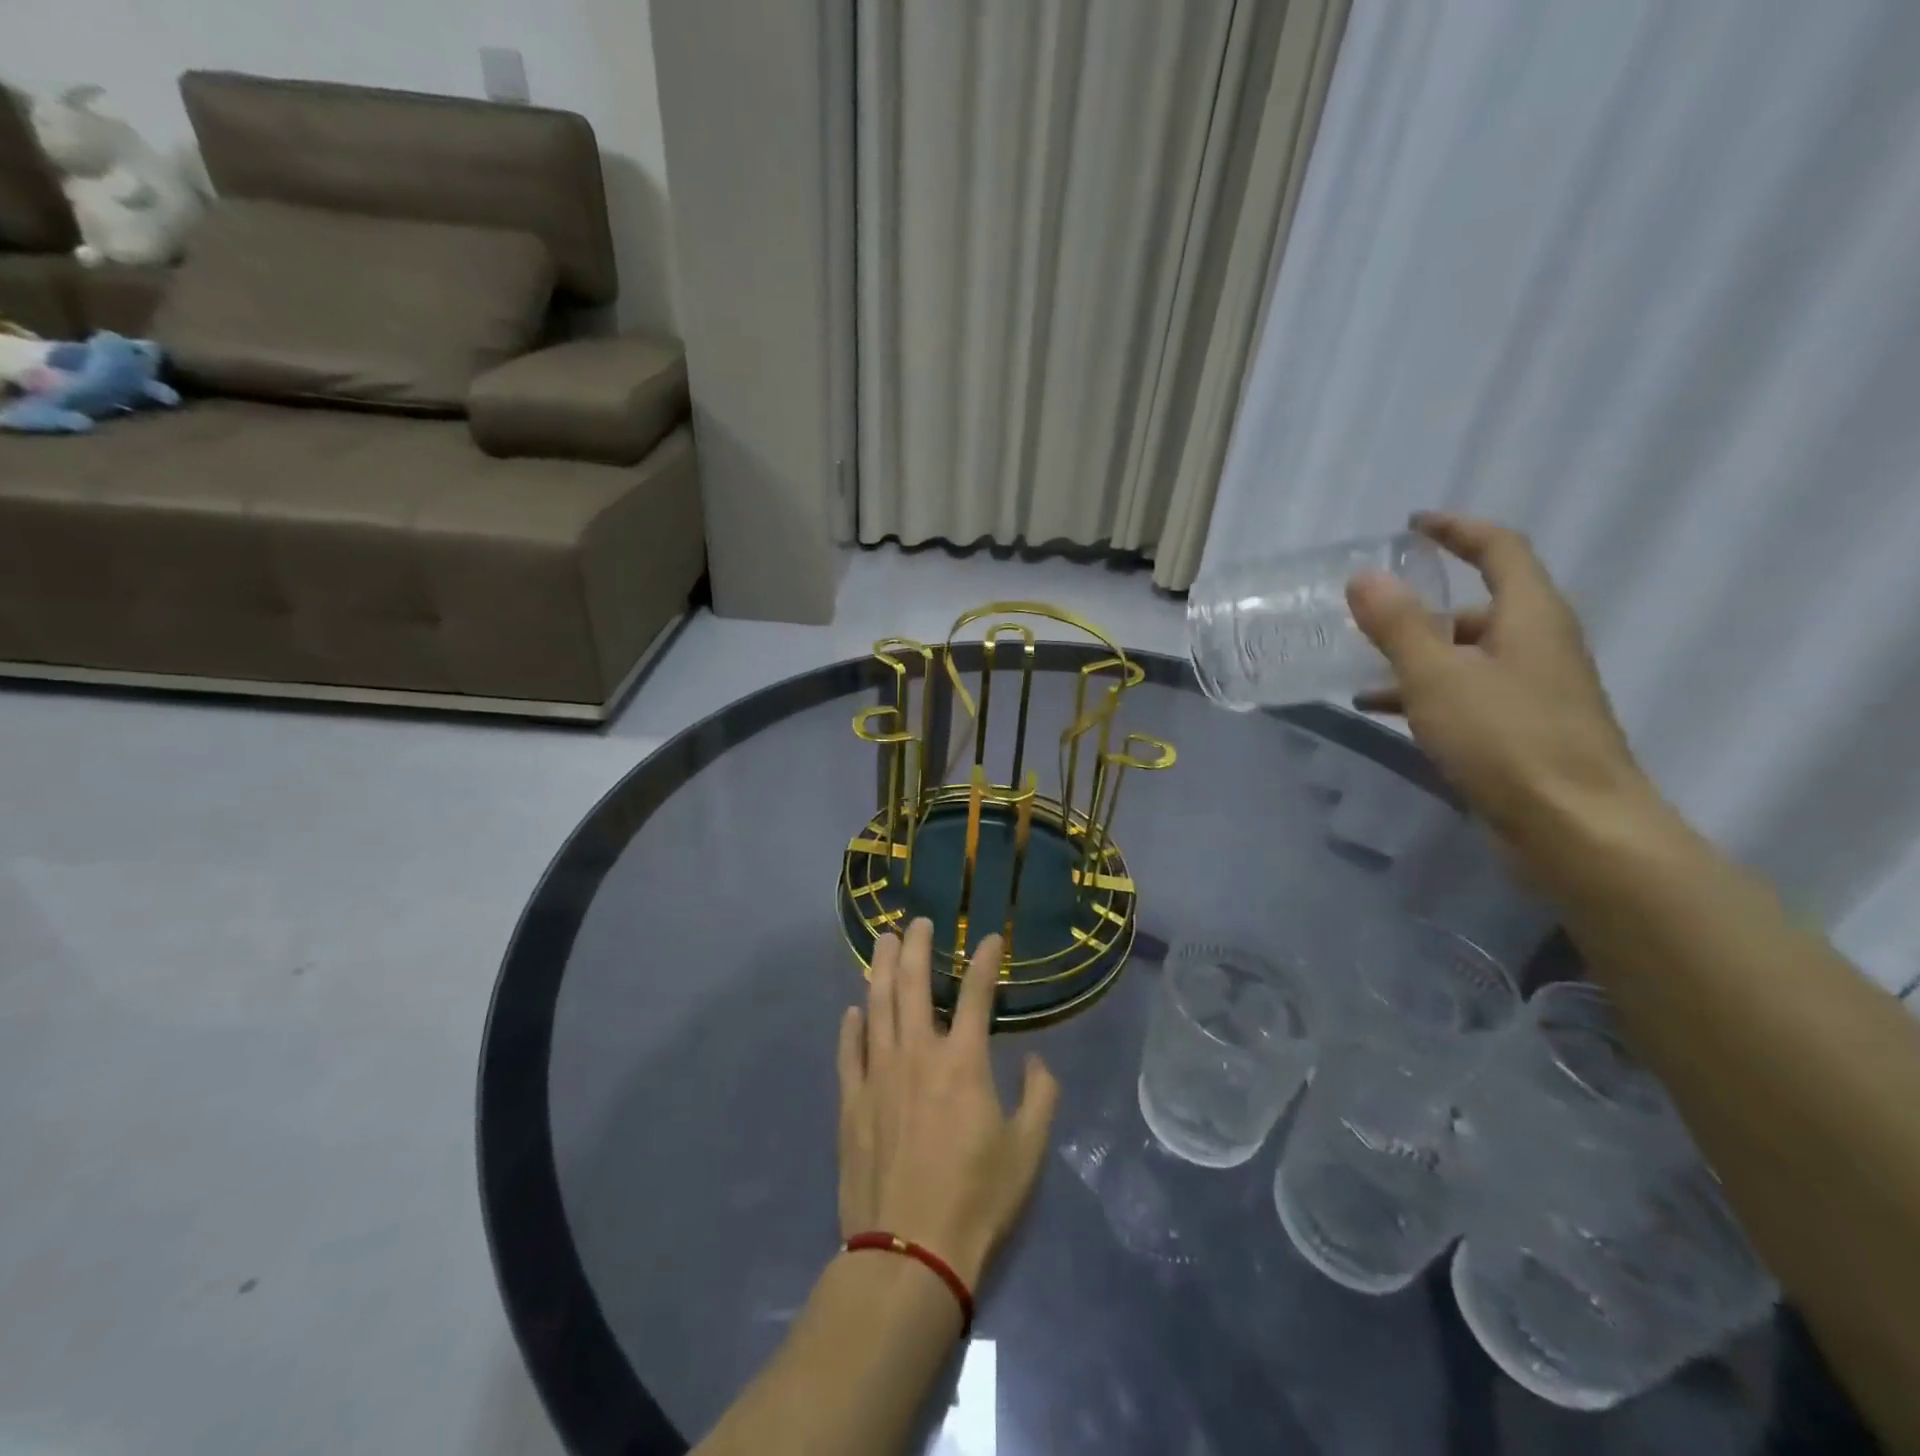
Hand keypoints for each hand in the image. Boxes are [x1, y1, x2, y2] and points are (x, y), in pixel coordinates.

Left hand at [837, 918, 1059, 1289]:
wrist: (909, 1251)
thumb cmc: (977, 1199)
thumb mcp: (1028, 1151)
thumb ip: (1040, 1096)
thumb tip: (1037, 1060)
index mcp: (963, 1062)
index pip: (975, 995)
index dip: (984, 961)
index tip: (989, 938)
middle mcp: (917, 1054)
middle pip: (911, 984)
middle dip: (916, 946)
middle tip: (917, 921)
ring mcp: (878, 1074)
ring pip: (876, 1006)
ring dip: (879, 969)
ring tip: (882, 941)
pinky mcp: (852, 1101)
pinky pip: (849, 1051)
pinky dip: (852, 1026)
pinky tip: (853, 1009)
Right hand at [1347, 512, 1654, 849]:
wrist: (1575, 829)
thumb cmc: (1507, 740)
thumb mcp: (1438, 677)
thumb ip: (1398, 625)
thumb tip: (1366, 577)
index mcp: (1531, 616)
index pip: (1499, 549)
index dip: (1457, 530)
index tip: (1412, 526)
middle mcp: (1538, 644)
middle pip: (1478, 606)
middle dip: (1421, 608)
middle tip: (1369, 615)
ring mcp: (1533, 690)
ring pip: (1466, 655)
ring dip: (1416, 656)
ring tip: (1360, 668)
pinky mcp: (1523, 730)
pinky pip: (1466, 694)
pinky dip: (1426, 693)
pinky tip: (1383, 712)